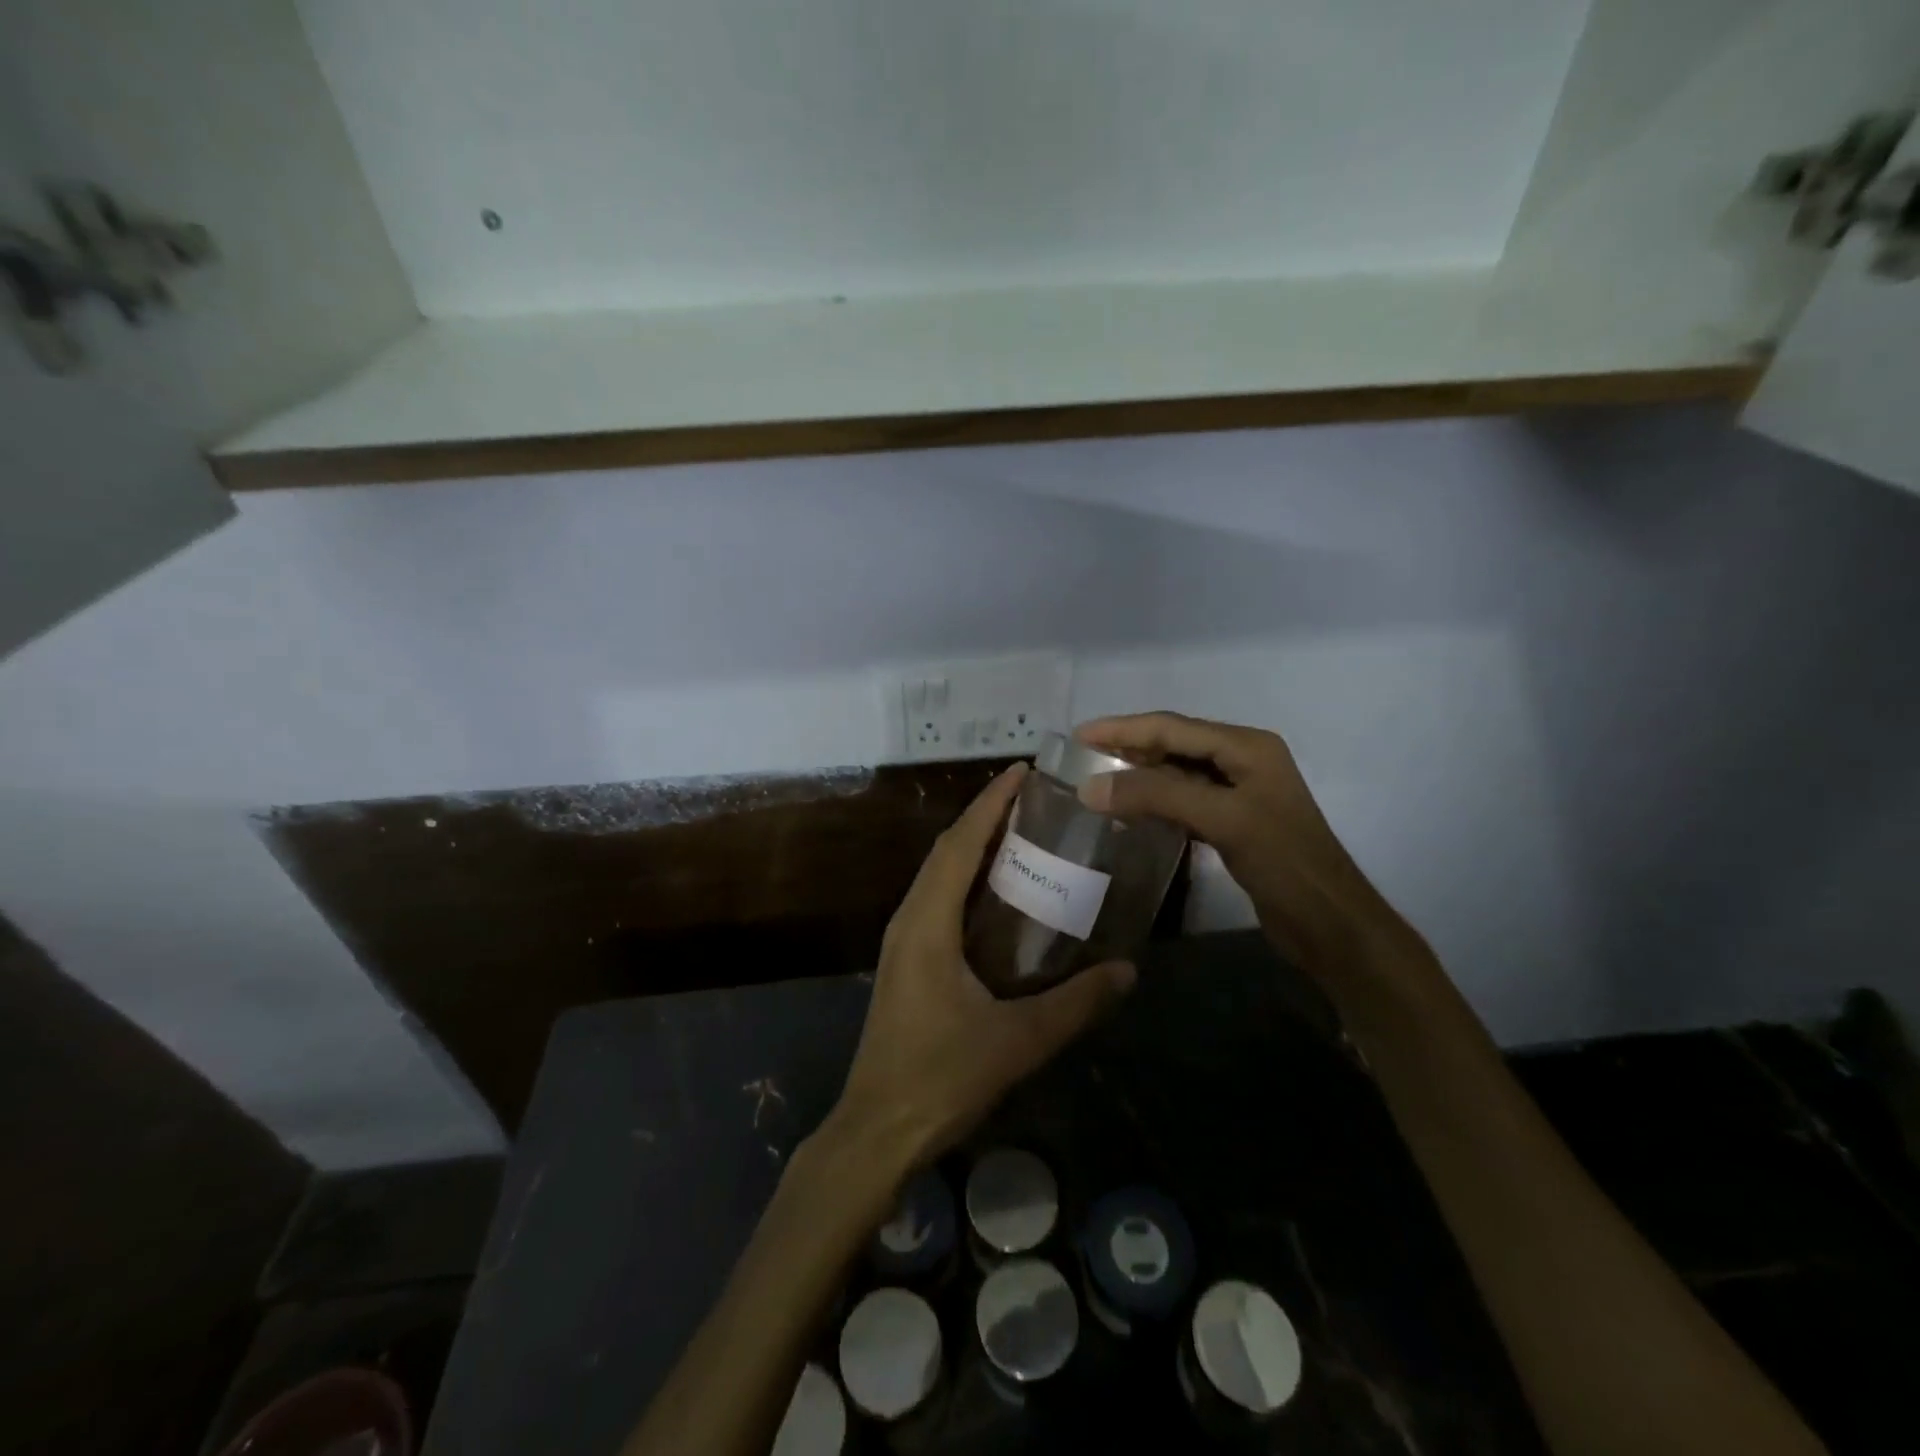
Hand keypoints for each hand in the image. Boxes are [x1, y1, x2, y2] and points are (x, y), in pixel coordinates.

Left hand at [830, 763, 1135, 1169]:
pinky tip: (998, 894)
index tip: (1023, 772)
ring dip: (974, 846)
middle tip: (1034, 799)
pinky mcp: (906, 961)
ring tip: (1022, 833)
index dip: (990, 803)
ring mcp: (902, 941)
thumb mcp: (1017, 1040)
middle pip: (946, 850)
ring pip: (938, 874)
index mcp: (927, 922)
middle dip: (985, 817)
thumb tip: (1127, 971)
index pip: (959, 843)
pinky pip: (937, 900)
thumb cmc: (941, 1077)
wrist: (878, 1129)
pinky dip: (966, 879)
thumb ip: (1075, 1004)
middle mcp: (909, 919)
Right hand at [1075, 712, 1418, 982]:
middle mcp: (1243, 760)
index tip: (1079, 735)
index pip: (1173, 727)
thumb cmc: (1284, 862)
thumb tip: (1090, 787)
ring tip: (1097, 782)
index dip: (1123, 729)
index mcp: (1247, 746)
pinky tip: (1129, 814)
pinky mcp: (1233, 823)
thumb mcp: (1222, 819)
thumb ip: (1157, 796)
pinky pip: (1184, 801)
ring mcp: (1239, 793)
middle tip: (1081, 757)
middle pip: (1174, 745)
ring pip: (1176, 774)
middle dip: (1128, 748)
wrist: (1330, 924)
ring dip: (1138, 776)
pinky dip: (1154, 803)